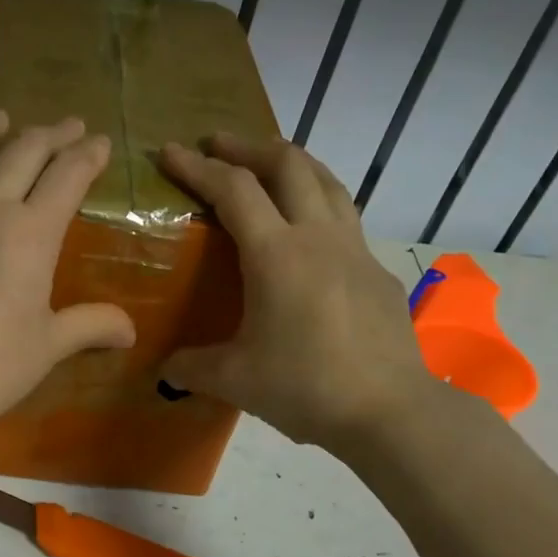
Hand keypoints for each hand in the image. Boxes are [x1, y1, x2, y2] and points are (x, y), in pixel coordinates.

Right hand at [158, 134, 435, 449]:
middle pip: (288, 164)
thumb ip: (193, 368)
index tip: (169, 151)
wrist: (391, 412)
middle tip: (217, 144)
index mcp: (277, 255)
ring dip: (291, 162)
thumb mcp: (235, 381)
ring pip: (326, 181)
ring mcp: (355, 250)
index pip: (233, 190)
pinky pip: (345, 218)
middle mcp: (318, 237)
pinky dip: (318, 204)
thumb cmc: (306, 388)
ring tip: (267, 164)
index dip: (198, 167)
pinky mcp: (377, 272)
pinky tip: (308, 233)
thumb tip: (166, 369)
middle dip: (247, 146)